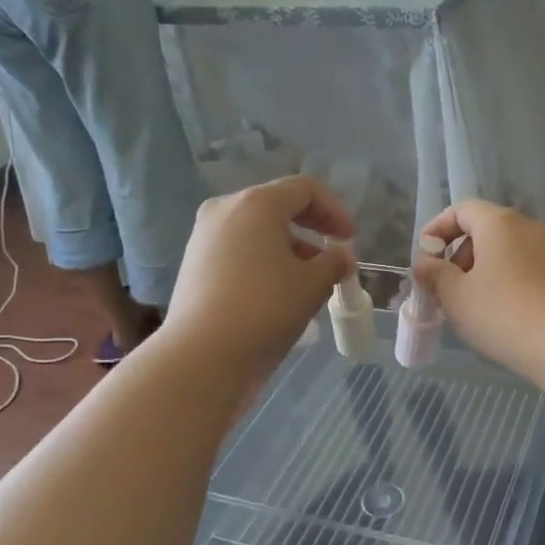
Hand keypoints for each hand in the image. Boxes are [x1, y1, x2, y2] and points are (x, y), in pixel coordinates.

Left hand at [163, 176, 355, 382]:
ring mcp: (204, 236)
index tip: (349, 240)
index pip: (305, 189)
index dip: (335, 211)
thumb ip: (334, 262)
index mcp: (257, 203)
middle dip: (311, 228)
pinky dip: (264, 261)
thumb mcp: (313, 285)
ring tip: (309, 281)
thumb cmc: (265, 309)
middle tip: (332, 256)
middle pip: (278, 206)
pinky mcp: (194, 263)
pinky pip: (239, 250)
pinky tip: (277, 292)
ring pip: (257, 230)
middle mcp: (225, 209)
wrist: (203, 355)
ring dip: (289, 248)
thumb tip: (340, 256)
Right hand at [413, 202, 544, 380]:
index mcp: (500, 223)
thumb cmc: (503, 315)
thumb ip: (435, 275)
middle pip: (487, 229)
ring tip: (473, 305)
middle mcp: (530, 227)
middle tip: (447, 287)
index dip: (438, 228)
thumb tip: (425, 263)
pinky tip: (504, 314)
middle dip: (461, 254)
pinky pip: (528, 269)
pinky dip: (509, 281)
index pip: (462, 210)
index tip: (424, 256)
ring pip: (509, 251)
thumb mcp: (456, 297)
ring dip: (485, 271)